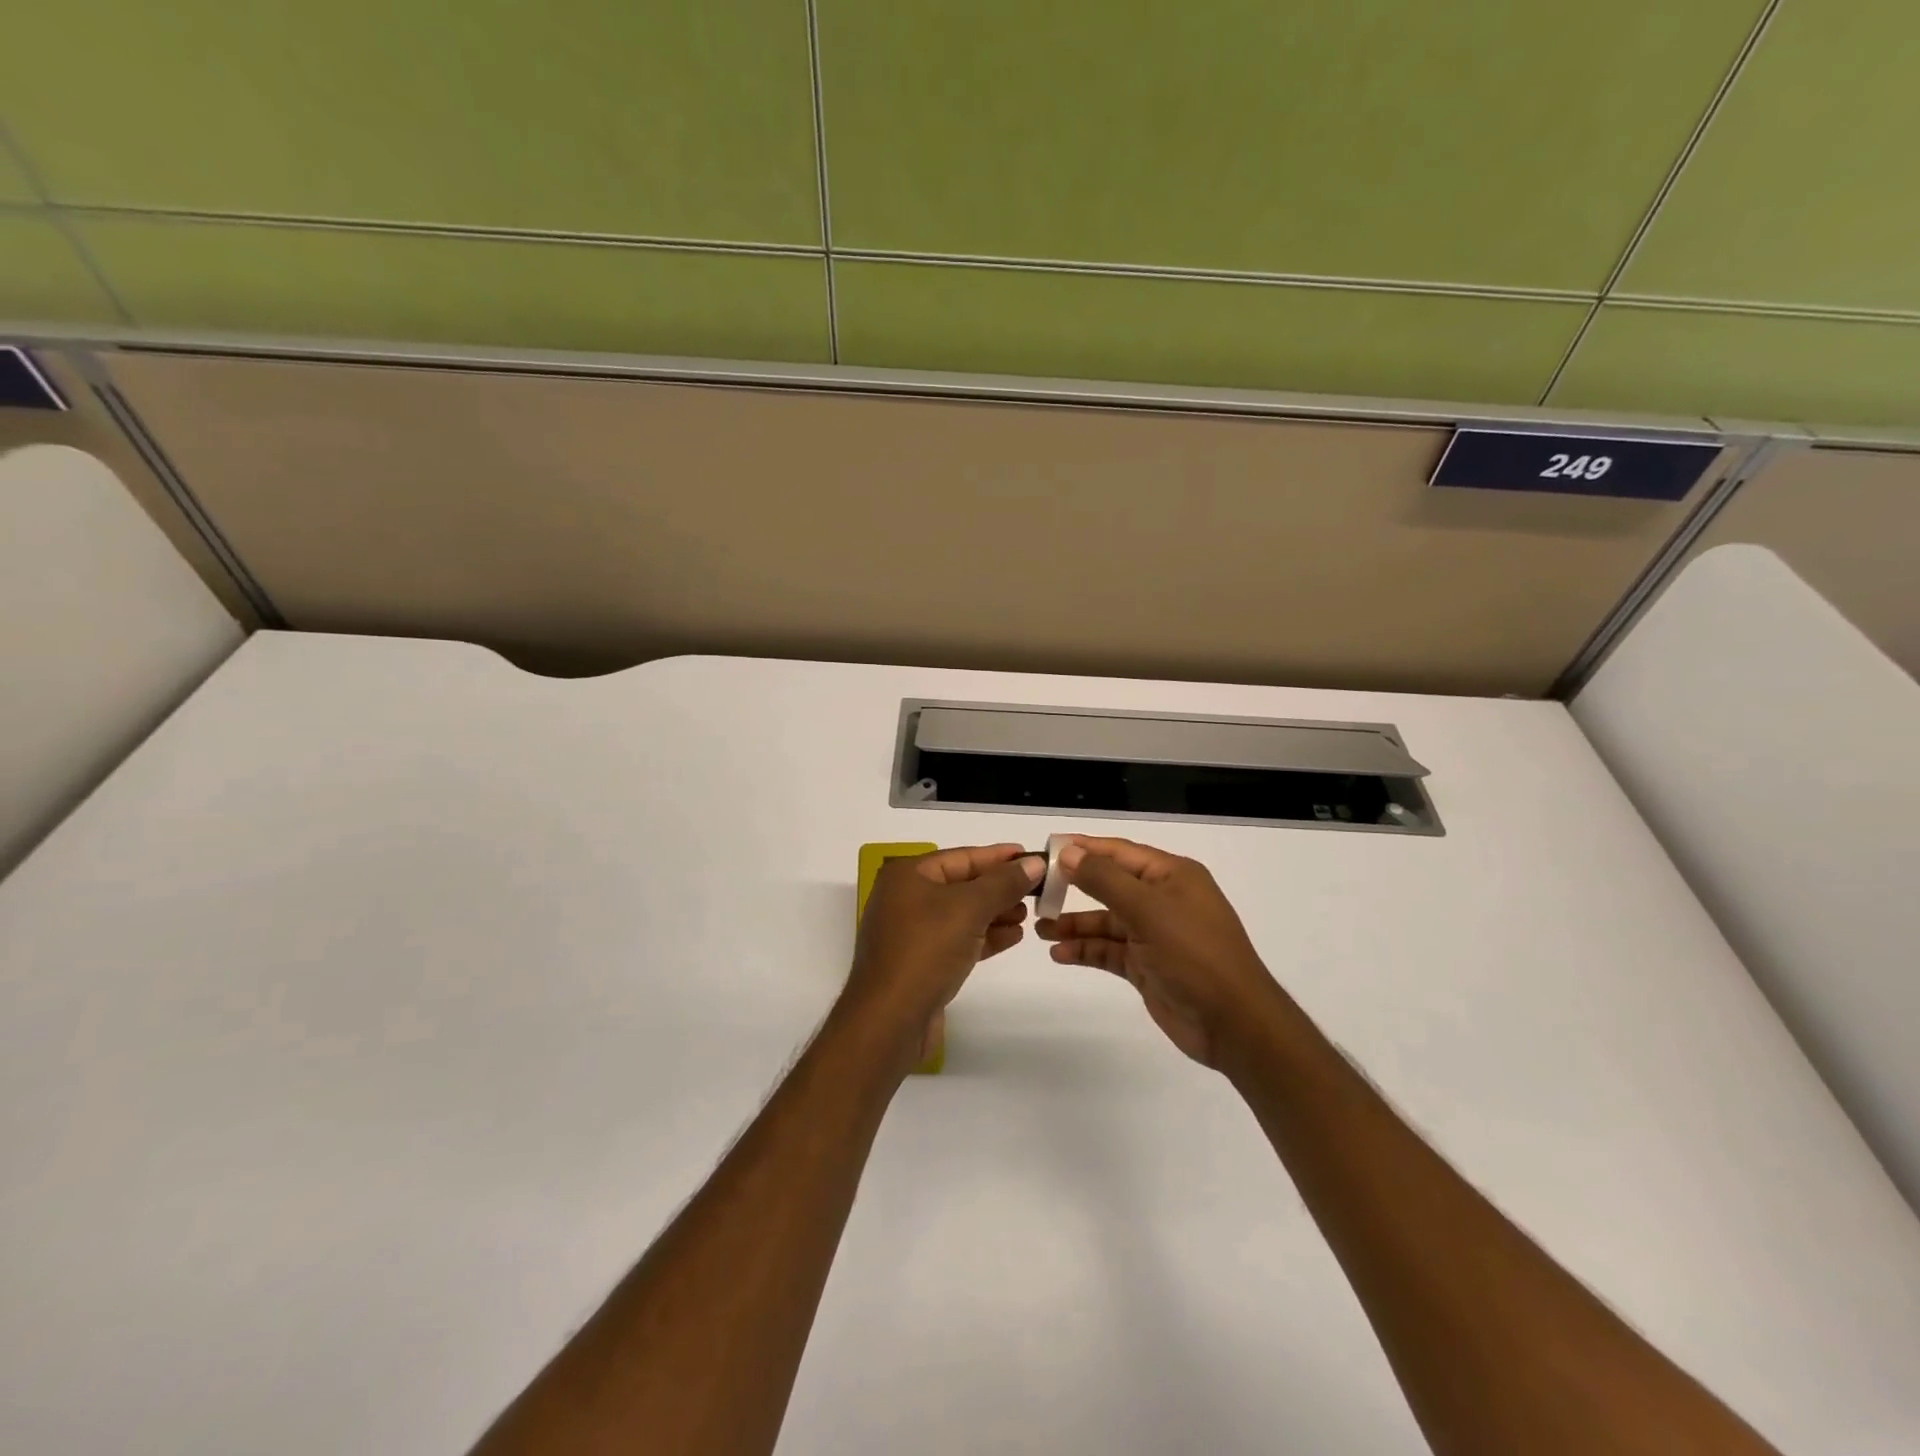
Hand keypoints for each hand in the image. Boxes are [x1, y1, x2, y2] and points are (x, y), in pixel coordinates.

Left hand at [842, 844, 1044, 1066]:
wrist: (890, 1020)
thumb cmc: (926, 950)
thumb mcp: (970, 908)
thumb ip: (1004, 883)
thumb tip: (1035, 862)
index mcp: (907, 875)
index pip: (962, 857)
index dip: (999, 857)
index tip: (1033, 857)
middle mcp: (905, 898)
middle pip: (962, 884)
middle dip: (999, 888)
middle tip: (1037, 890)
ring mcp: (910, 932)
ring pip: (962, 914)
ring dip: (995, 913)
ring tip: (1028, 915)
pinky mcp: (920, 962)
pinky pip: (957, 940)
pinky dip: (984, 936)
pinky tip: (1013, 937)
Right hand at [1036, 835, 1282, 1067]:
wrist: (1233, 1023)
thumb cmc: (1194, 954)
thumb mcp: (1148, 910)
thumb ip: (1105, 880)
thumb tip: (1069, 852)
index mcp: (1171, 875)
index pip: (1119, 852)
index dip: (1083, 848)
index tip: (1046, 849)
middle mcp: (1163, 899)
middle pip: (1109, 885)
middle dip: (1073, 887)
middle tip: (1036, 891)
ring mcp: (1154, 934)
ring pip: (1106, 921)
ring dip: (1075, 924)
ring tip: (1039, 928)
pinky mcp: (1147, 966)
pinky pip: (1109, 950)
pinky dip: (1086, 950)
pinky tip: (1059, 954)